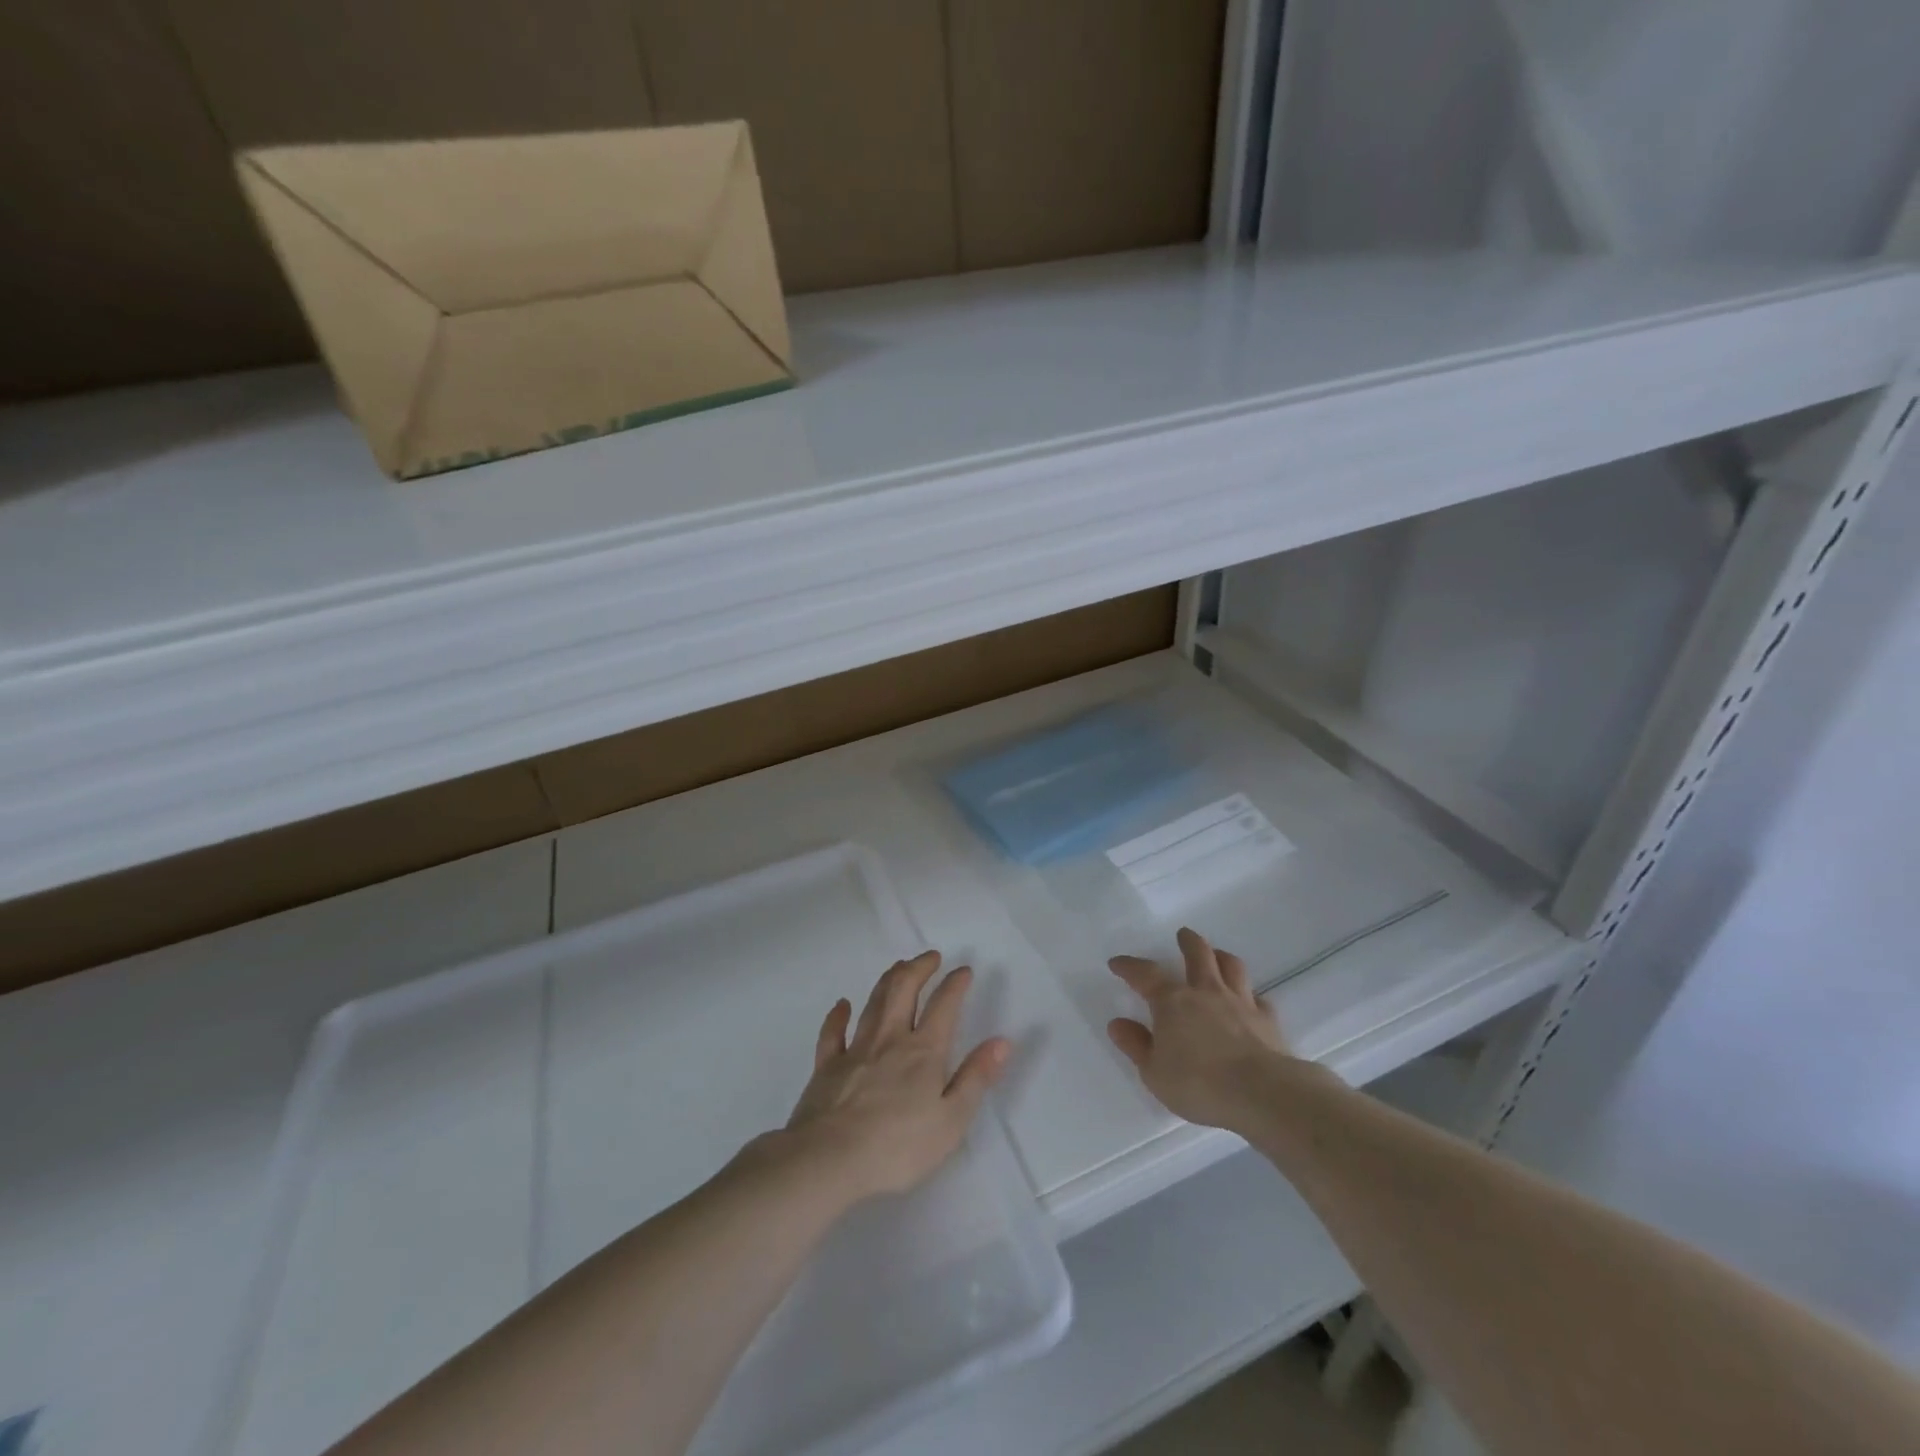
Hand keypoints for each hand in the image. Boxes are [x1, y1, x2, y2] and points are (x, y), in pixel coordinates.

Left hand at [786, 951, 1011, 1200]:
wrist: (829, 1159)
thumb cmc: (898, 1146)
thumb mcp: (951, 1121)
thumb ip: (976, 1078)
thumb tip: (1002, 1041)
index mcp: (924, 1052)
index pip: (944, 1006)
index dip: (955, 984)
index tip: (964, 970)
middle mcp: (890, 1039)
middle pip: (904, 990)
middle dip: (919, 968)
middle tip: (930, 956)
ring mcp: (856, 1049)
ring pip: (873, 1003)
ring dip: (888, 980)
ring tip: (899, 966)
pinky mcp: (827, 1066)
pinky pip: (833, 1032)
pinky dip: (838, 1015)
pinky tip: (842, 1004)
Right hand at [1107, 927, 1297, 1133]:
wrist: (1260, 1093)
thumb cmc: (1198, 1084)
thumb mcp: (1154, 1072)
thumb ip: (1136, 1045)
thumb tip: (1118, 1023)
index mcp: (1173, 1001)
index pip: (1146, 974)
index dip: (1130, 966)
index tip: (1117, 963)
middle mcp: (1206, 992)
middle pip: (1198, 954)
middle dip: (1188, 942)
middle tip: (1183, 935)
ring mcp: (1240, 1002)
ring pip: (1232, 967)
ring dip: (1222, 957)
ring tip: (1217, 955)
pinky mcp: (1267, 1020)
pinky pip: (1259, 998)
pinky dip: (1251, 996)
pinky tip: (1250, 1001)